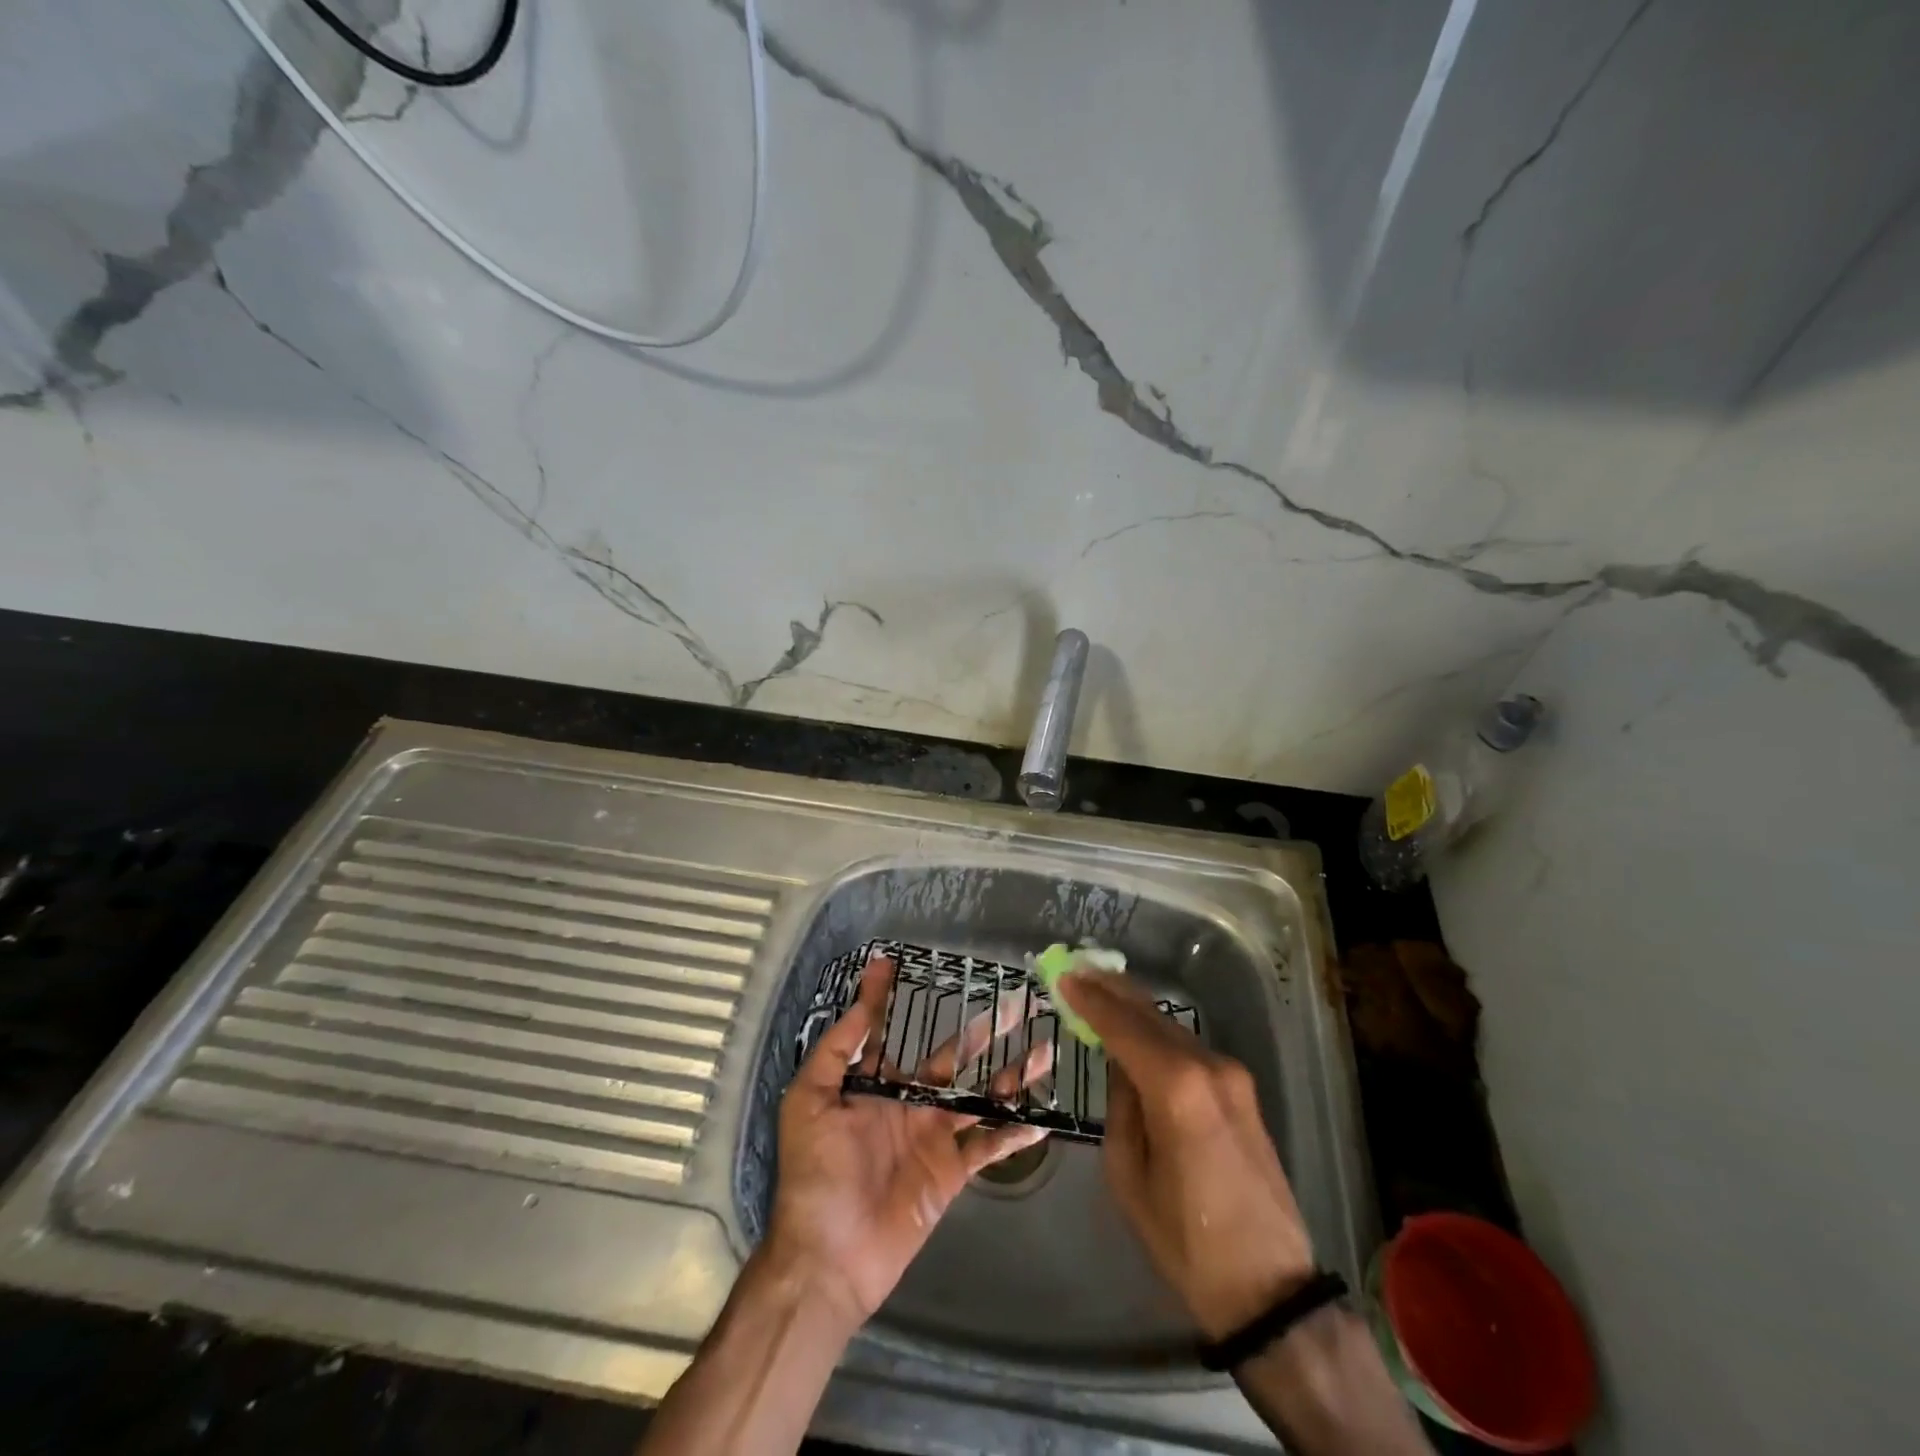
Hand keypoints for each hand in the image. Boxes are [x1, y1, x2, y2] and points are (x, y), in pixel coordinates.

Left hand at [766, 951, 1053, 1326]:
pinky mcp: (950, 1172)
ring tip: (1044, 1050)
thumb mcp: (809, 1102)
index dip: (885, 996)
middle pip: (952, 1057)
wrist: (828, 1257)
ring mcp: (933, 1136)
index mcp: (874, 1086)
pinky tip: (1041, 1117)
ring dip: (1011, 1075)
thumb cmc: (815, 1173)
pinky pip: (987, 1146)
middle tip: (1015, 1002)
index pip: (885, 1031)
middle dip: (983, 1030)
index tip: (893, 960)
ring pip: (979, 1095)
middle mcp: (908, 1103)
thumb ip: (836, 1053)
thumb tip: (860, 1004)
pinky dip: (1013, 1133)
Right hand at [1060, 970, 1315, 1341]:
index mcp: (1175, 1088)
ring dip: (1134, 1008)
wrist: (1270, 1288)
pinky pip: (1188, 1048)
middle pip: (1150, 1014)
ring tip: (1099, 990)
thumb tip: (1120, 1065)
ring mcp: (1231, 1075)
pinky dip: (1157, 1032)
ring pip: (1171, 1027)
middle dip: (1112, 989)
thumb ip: (1121, 1106)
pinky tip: (1136, 1029)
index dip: (1090, 999)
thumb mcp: (1129, 1174)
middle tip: (1077, 970)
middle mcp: (1208, 1066)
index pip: (1123, 1026)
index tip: (1063, 976)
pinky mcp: (1243, 1089)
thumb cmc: (1184, 1239)